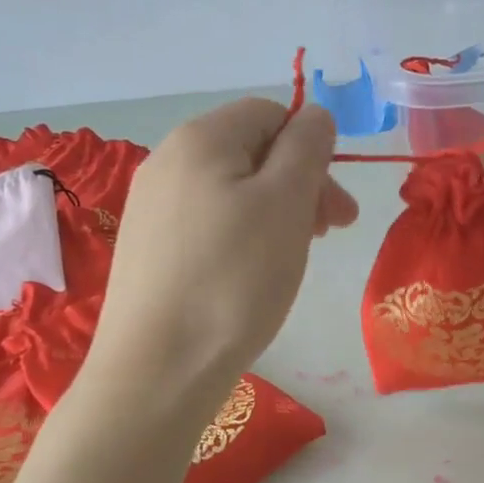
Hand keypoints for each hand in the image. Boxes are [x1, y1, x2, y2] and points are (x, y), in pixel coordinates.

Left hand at [91, 100, 356, 403]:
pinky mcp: (148, 250)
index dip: (313, 152)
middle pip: (251, 153)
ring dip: (275, 216)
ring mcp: (151, 208)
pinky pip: (208, 226)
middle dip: (300, 187)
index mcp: (201, 138)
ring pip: (232, 193)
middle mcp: (167, 161)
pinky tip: (249, 278)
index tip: (336, 210)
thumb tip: (315, 115)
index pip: (272, 114)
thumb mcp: (286, 203)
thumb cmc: (234, 279)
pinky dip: (241, 241)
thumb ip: (307, 147)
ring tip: (290, 260)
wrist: (158, 367)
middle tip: (329, 236)